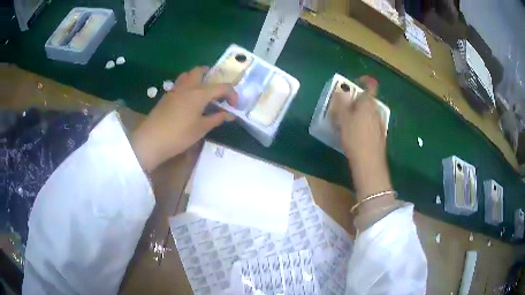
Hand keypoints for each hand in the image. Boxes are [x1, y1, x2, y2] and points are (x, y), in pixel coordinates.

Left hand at [131, 66, 236, 172]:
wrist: (152, 140)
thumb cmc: (179, 135)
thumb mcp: (201, 128)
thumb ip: (217, 118)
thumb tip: (230, 114)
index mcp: (199, 93)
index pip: (222, 87)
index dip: (232, 94)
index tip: (234, 106)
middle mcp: (187, 86)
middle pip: (200, 71)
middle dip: (212, 75)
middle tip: (217, 89)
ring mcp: (175, 90)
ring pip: (187, 75)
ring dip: (197, 78)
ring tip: (203, 91)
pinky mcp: (166, 96)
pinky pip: (179, 84)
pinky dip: (188, 85)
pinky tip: (188, 100)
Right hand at [332, 90, 391, 200]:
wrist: (369, 163)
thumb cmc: (355, 138)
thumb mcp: (344, 119)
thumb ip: (342, 102)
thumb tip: (342, 89)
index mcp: (368, 104)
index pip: (370, 86)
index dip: (363, 81)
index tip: (354, 84)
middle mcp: (376, 111)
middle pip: (368, 100)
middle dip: (357, 100)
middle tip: (344, 106)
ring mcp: (380, 123)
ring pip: (369, 112)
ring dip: (360, 112)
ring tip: (348, 121)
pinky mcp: (380, 135)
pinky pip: (371, 123)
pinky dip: (364, 123)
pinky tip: (357, 133)